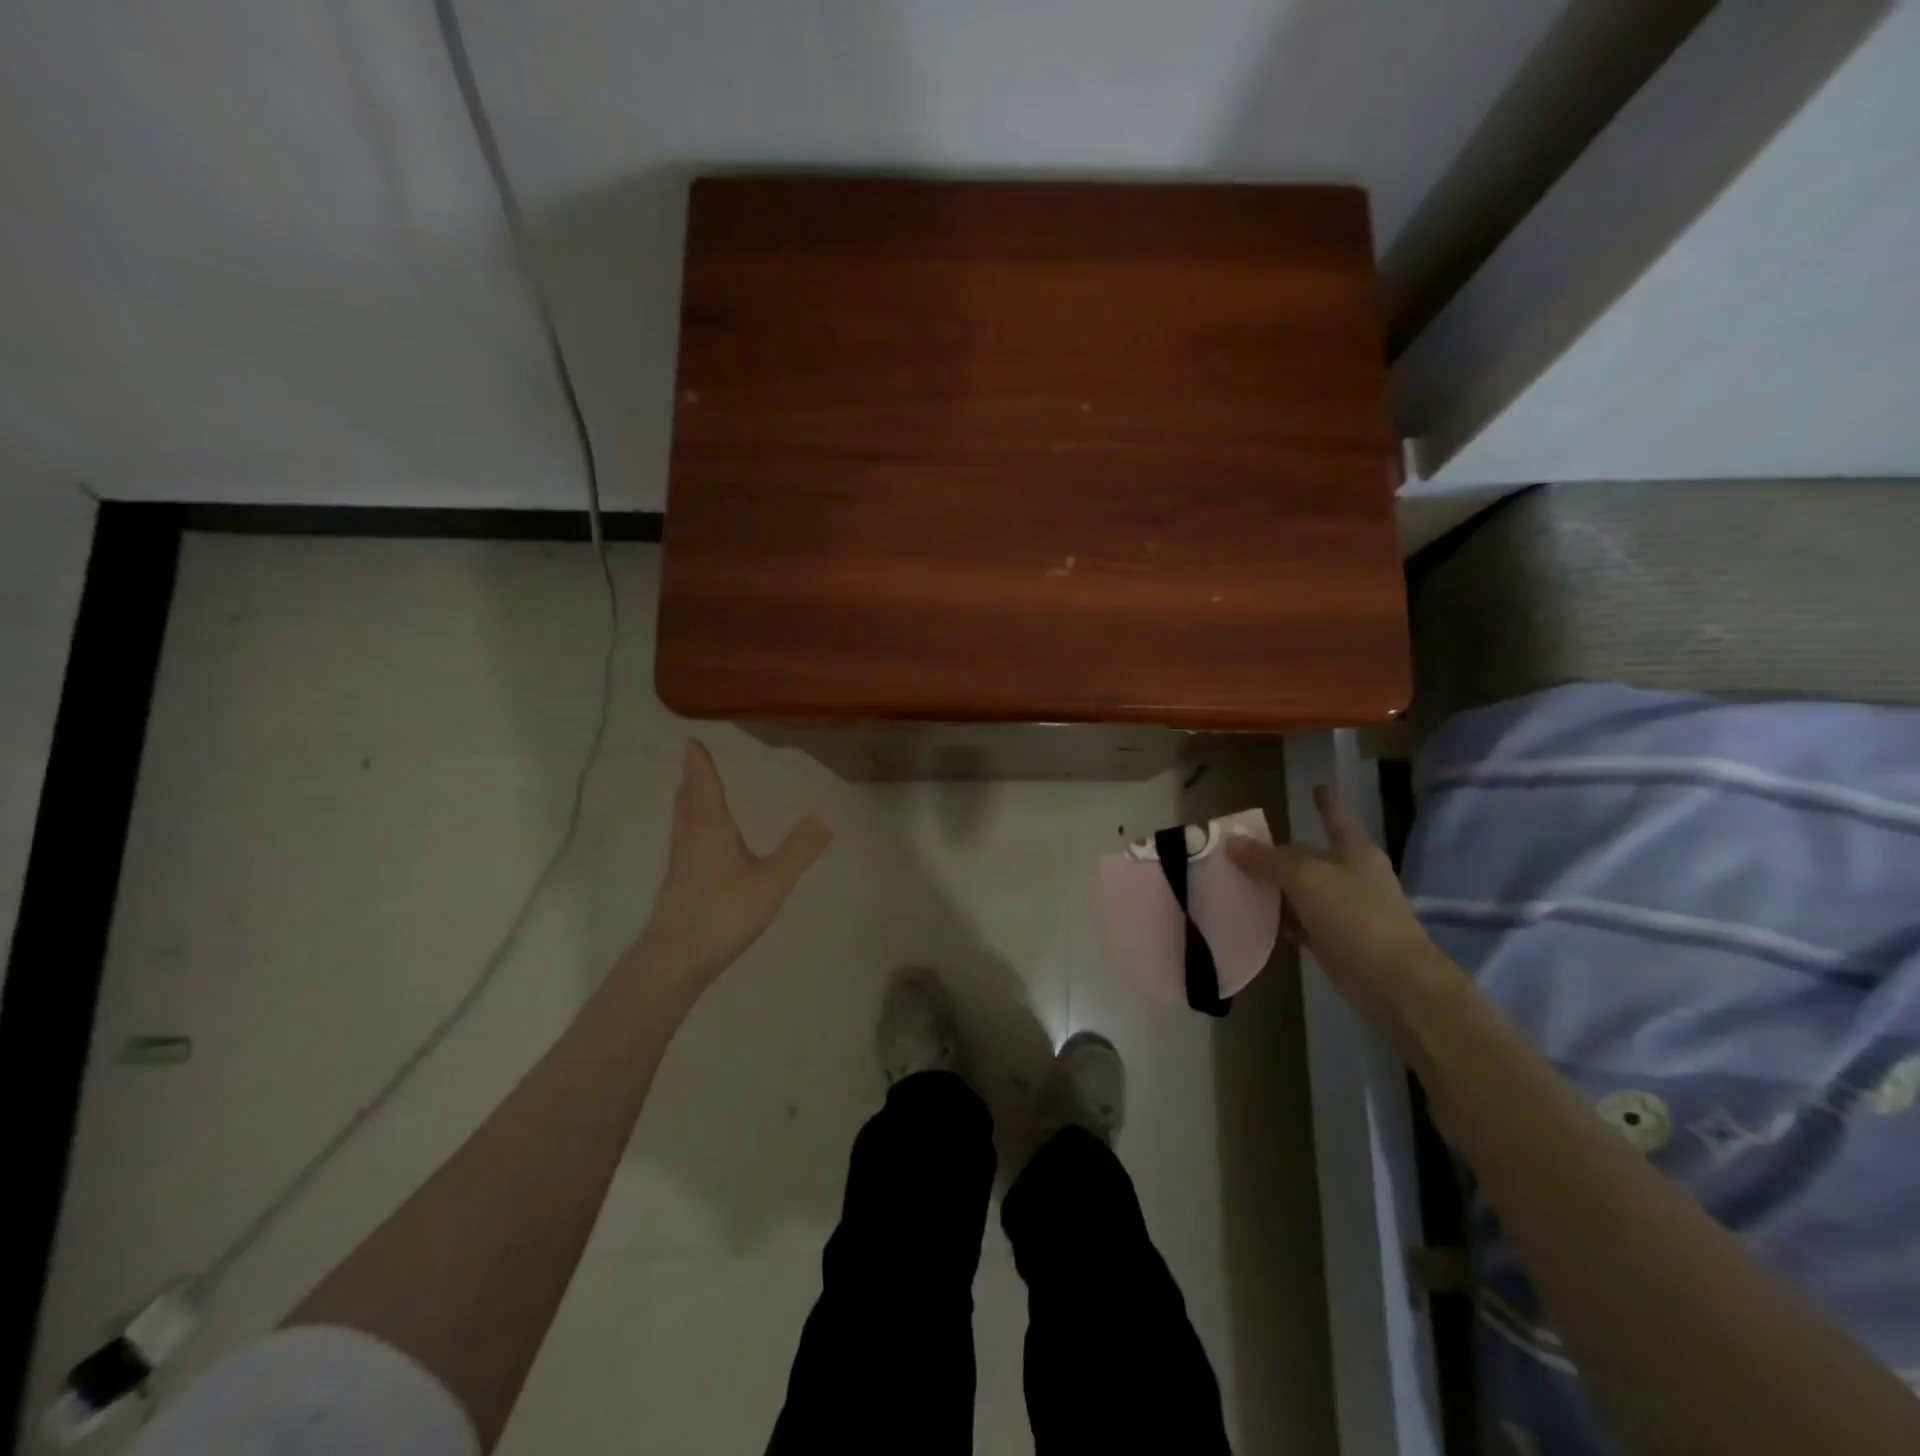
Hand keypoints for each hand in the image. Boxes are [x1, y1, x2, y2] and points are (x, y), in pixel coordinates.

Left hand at [637, 741, 832, 985]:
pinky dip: (691, 825)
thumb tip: (829, 813)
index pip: (704, 786)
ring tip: (694, 792)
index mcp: (710, 829)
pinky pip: (685, 840)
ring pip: (682, 821)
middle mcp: (690, 838)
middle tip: (694, 760)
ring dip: (689, 801)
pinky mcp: (679, 884)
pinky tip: (701, 842)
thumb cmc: (723, 912)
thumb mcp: (772, 880)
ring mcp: (681, 863)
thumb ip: (800, 848)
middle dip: (692, 779)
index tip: (691, 741)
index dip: (700, 764)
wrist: (675, 959)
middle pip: (687, 801)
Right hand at [1225, 785, 1456, 1031]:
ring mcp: (1343, 910)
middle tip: (1242, 845)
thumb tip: (1232, 843)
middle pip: (1310, 856)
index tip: (1317, 787)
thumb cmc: (1354, 914)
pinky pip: (1298, 922)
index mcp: (1354, 852)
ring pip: (1301, 890)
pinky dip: (1278, 918)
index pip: (1337, 819)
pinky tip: (1252, 915)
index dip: (1326, 803)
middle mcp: (1350, 876)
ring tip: (1236, 878)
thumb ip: (1267, 859)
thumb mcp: (1305, 877)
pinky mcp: (1333, 940)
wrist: (1392, 980)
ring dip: (1274, 886)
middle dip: (1280, 852)